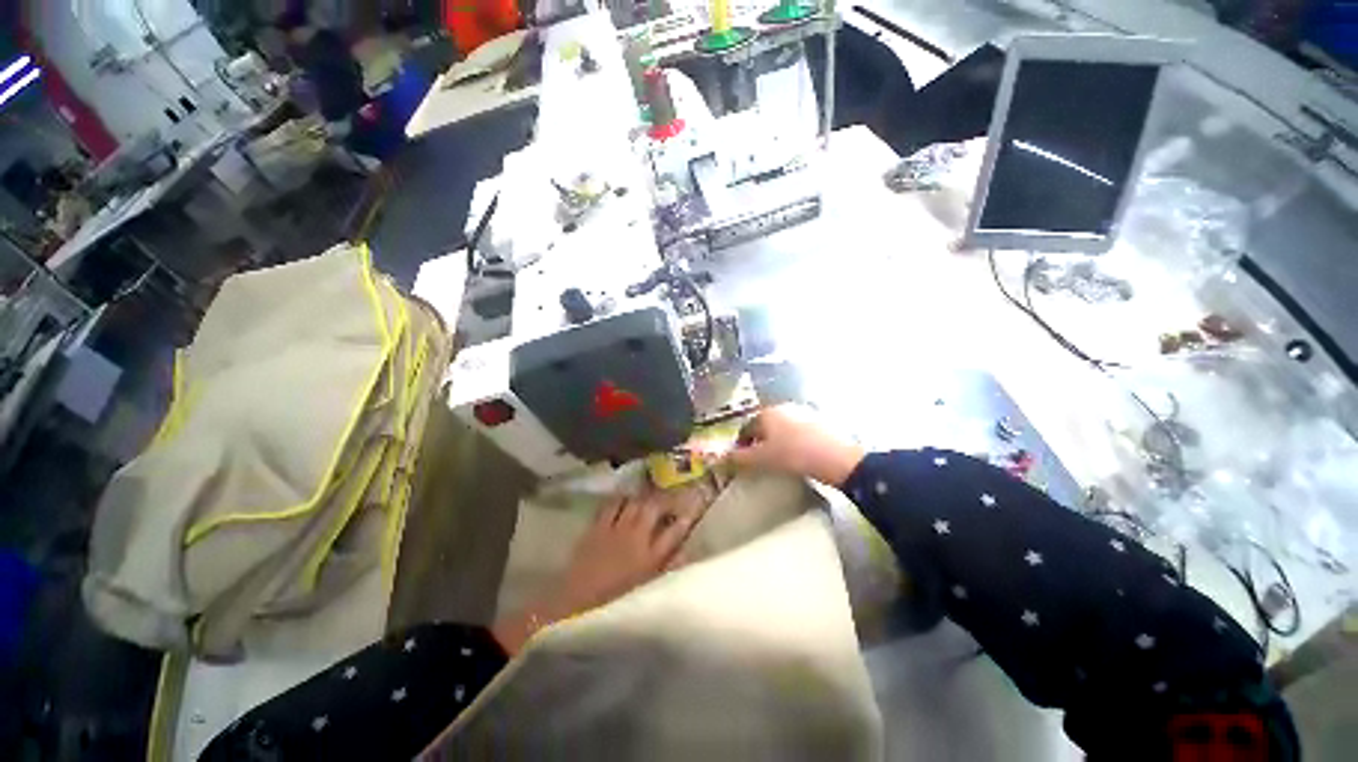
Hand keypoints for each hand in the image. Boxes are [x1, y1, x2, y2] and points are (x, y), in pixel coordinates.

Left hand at [491, 487, 706, 654]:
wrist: (574, 607)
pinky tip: (624, 497)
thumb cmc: (614, 603)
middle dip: (665, 498)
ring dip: (644, 496)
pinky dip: (620, 498)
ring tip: (650, 492)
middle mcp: (636, 537)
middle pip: (655, 508)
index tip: (695, 503)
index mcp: (651, 557)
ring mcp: (616, 529)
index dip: (687, 515)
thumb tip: (687, 552)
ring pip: (635, 502)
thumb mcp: (647, 589)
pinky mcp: (597, 526)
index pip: (675, 530)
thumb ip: (668, 569)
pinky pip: (611, 505)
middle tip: (671, 495)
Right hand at [726, 404, 864, 486]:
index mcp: (766, 413)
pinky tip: (797, 454)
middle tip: (759, 460)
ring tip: (778, 459)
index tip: (741, 460)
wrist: (837, 457)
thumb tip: (721, 459)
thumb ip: (739, 459)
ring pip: (781, 428)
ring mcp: (802, 412)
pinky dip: (792, 440)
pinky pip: (797, 430)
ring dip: (776, 441)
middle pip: (764, 426)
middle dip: (759, 442)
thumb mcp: (762, 459)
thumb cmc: (793, 455)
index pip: (746, 428)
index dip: (740, 445)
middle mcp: (782, 407)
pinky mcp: (818, 420)